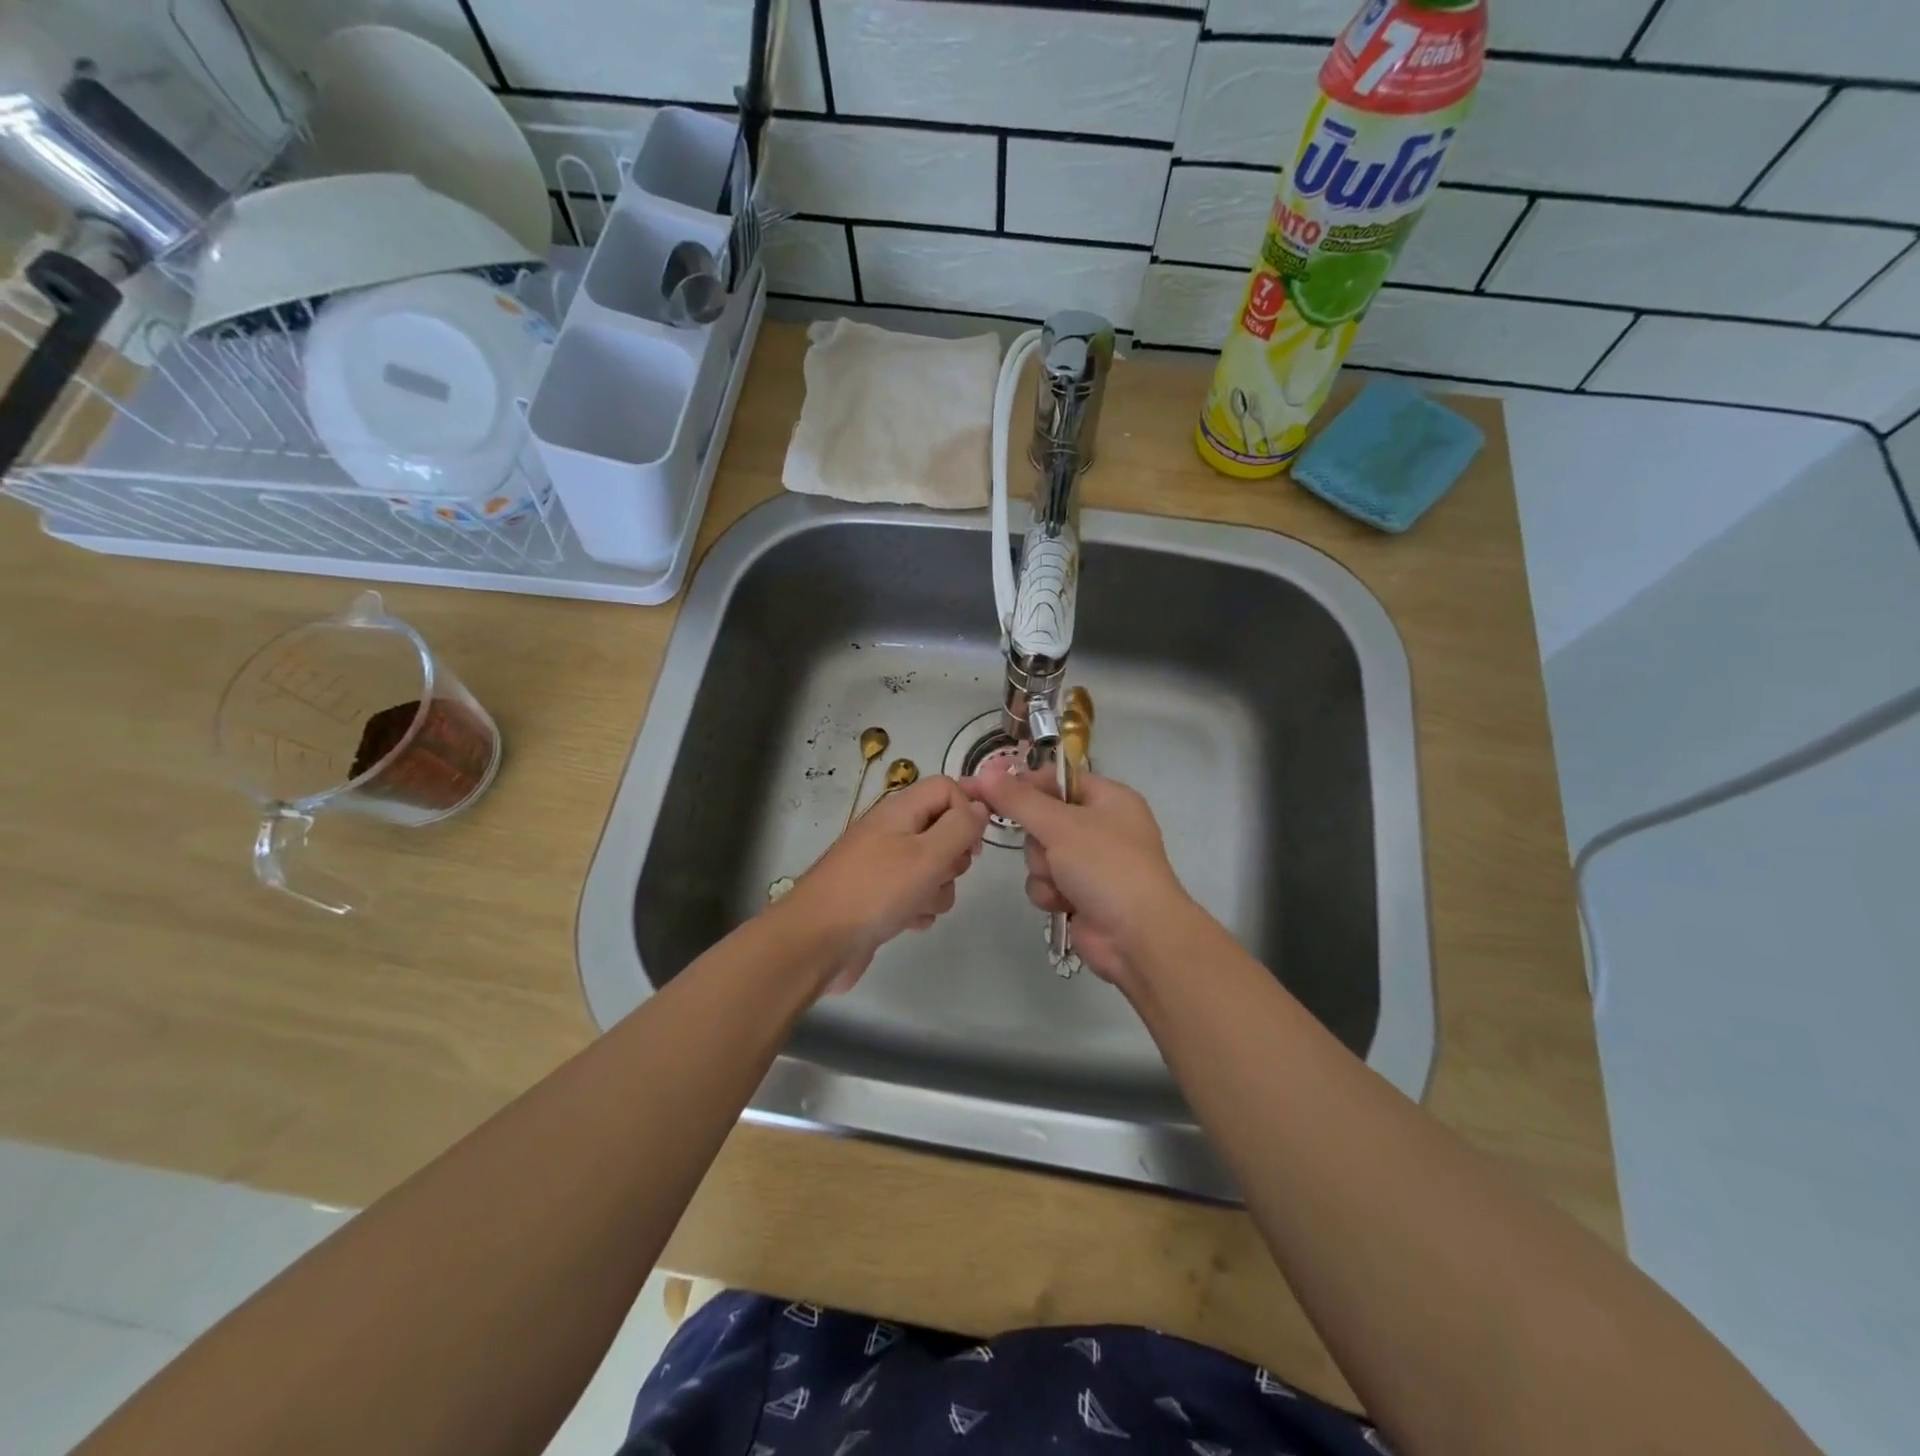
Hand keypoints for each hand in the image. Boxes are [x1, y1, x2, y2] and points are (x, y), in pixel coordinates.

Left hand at [777, 774, 987, 993]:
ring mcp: (884, 865)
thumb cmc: (875, 891)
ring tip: (918, 904)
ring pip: (934, 867)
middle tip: (942, 874)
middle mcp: (892, 831)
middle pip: (944, 829)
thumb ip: (961, 826)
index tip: (974, 844)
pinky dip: (918, 908)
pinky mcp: (880, 897)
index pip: (947, 788)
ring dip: (937, 889)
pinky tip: (907, 922)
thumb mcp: (927, 854)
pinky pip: (916, 895)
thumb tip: (981, 806)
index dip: (968, 810)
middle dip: (955, 857)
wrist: (816, 942)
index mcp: (900, 810)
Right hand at [962, 767, 1196, 985]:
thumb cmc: (1106, 867)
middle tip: (1049, 850)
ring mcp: (1092, 863)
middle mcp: (1102, 826)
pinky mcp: (1081, 894)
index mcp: (1109, 798)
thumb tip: (982, 772)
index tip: (989, 789)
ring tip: (1062, 883)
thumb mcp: (1060, 825)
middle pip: (1043, 819)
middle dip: (1038, 841)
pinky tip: (1063, 904)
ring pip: (1040, 854)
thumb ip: (1018, 799)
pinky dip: (1050, 893)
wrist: (1137, 937)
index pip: (1057, 779)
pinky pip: (1047, 882)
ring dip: (1043, 870)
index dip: (1024, 784)